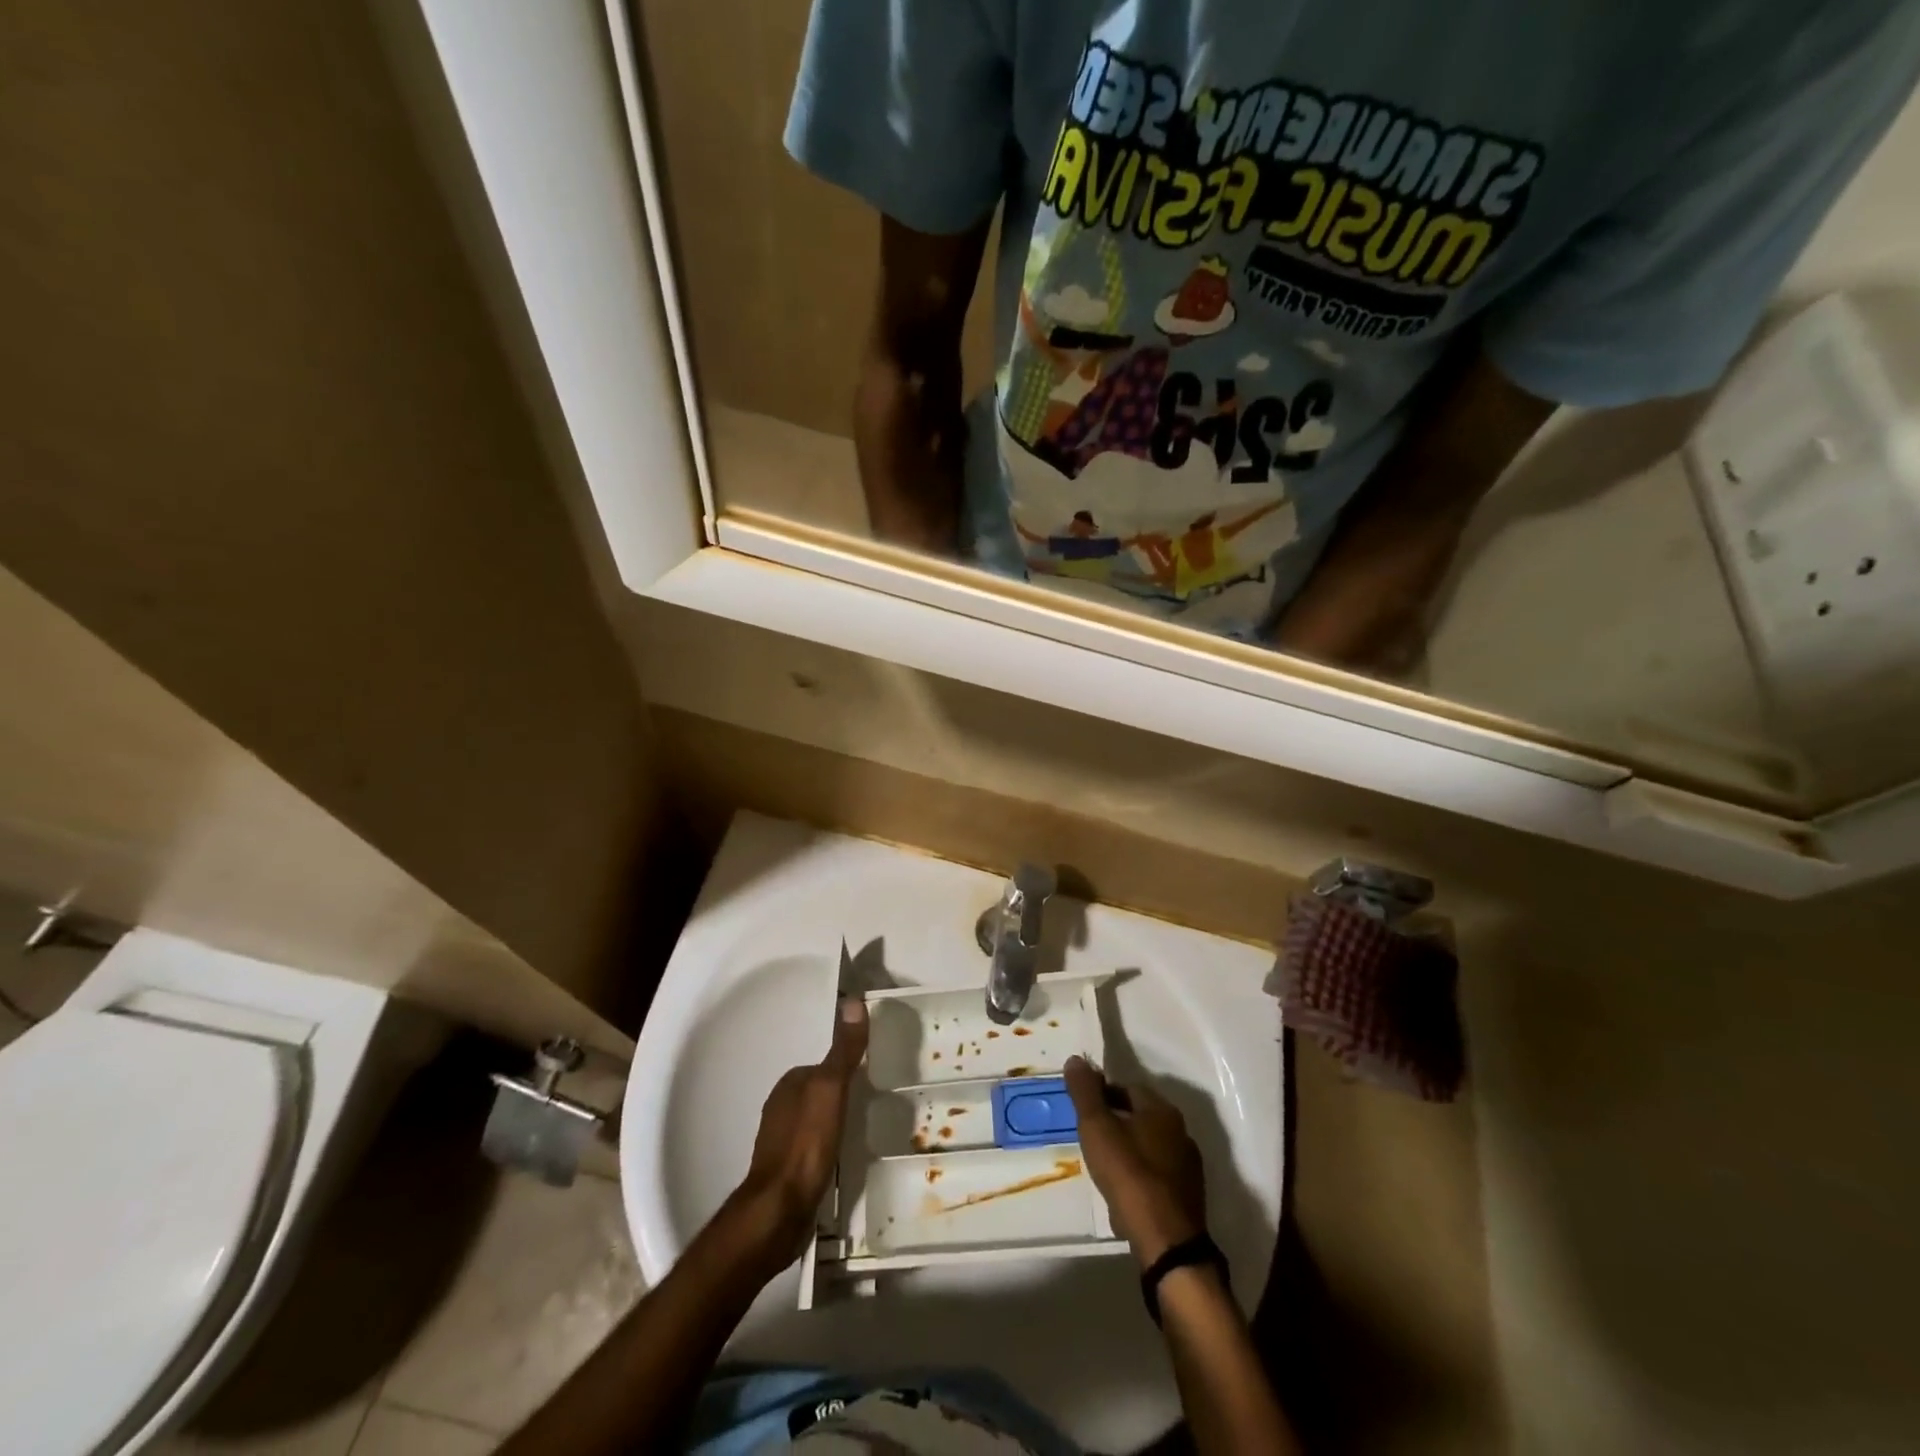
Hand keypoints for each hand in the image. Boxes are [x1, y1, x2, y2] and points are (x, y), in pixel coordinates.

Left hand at [732, 996, 869, 1265]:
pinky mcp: (787, 1172)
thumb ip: (843, 1050)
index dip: (845, 1067)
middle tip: (873, 1102)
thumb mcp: (831, 1089)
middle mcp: (780, 1108)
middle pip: (818, 1092)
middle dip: (840, 1094)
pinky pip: (813, 1147)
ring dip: (834, 1121)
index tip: (871, 1073)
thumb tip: (852, 1000)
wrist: (779, 1212)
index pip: (822, 1065)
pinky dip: (827, 1146)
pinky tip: (842, 1157)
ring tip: (862, 1128)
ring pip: (815, 1120)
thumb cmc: (806, 1144)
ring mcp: (781, 1142)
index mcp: (788, 1085)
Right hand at [1065, 1056, 1207, 1268]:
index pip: (1128, 1088)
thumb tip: (1076, 1059)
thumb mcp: (1097, 1127)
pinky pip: (1158, 1174)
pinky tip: (1125, 1192)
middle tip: (1091, 1137)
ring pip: (1151, 1145)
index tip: (1084, 1110)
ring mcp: (1188, 1165)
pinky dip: (1141, 1175)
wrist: (1166, 1241)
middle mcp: (1180, 1131)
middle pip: (1141, 1116)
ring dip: (1129, 1149)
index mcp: (1161, 1109)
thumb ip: (1085, 1092)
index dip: (1103, 1095)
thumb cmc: (1128, 1175)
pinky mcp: (1188, 1196)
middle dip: (1116, 1121)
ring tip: (1105, 1166)